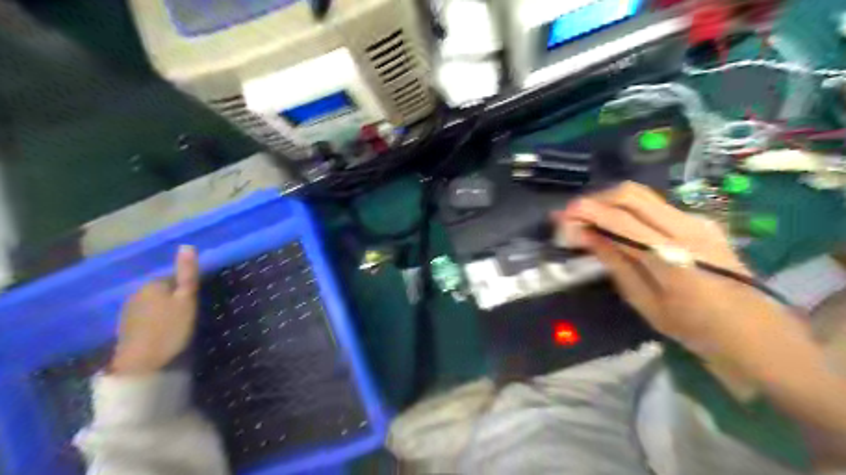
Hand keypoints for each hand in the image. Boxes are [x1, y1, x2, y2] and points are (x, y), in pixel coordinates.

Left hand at [110, 245, 199, 374]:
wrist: (141, 364)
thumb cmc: (170, 328)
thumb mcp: (187, 299)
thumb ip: (187, 273)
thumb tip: (187, 244)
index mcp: (154, 284)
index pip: (176, 278)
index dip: (189, 288)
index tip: (197, 302)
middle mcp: (138, 292)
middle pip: (164, 289)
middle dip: (176, 297)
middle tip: (190, 314)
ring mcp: (129, 310)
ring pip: (155, 302)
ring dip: (165, 309)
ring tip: (179, 323)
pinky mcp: (126, 326)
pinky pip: (147, 315)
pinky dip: (156, 320)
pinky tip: (163, 331)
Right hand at [556, 183, 786, 355]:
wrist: (756, 331)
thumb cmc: (695, 328)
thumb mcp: (645, 303)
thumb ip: (616, 264)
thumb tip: (586, 236)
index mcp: (672, 257)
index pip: (620, 220)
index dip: (587, 213)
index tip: (561, 217)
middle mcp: (686, 228)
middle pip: (631, 194)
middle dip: (596, 200)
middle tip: (573, 217)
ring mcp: (697, 221)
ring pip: (642, 195)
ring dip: (610, 202)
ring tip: (590, 220)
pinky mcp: (701, 221)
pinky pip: (655, 205)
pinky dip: (628, 209)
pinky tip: (618, 227)